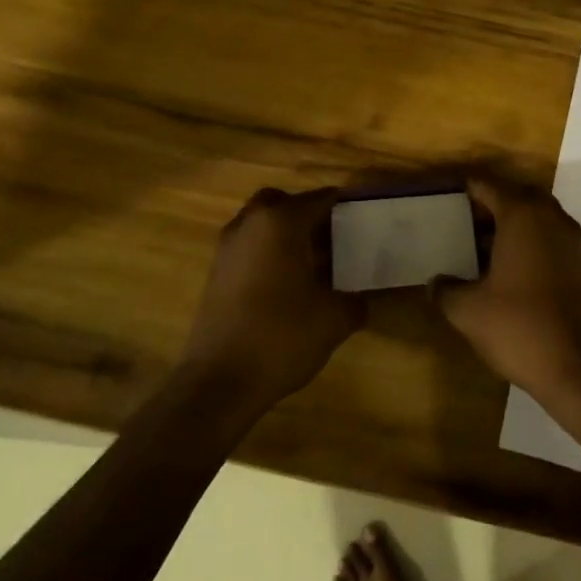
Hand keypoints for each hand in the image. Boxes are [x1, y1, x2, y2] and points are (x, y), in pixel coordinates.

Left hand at [178, 187, 362, 415]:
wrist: (220, 381)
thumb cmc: (282, 337)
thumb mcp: (334, 320)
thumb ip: (354, 302)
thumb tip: (361, 300)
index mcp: (281, 222)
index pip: (320, 199)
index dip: (344, 207)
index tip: (364, 220)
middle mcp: (250, 224)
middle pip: (283, 203)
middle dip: (307, 215)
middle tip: (333, 238)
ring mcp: (228, 248)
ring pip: (262, 224)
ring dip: (285, 235)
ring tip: (315, 265)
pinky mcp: (216, 273)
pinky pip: (249, 247)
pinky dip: (268, 254)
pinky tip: (289, 286)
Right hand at [431, 175, 580, 405]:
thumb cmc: (521, 328)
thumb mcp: (469, 311)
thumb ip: (446, 290)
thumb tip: (434, 282)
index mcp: (522, 215)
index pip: (488, 185)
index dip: (465, 188)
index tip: (444, 196)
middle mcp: (551, 218)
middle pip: (516, 196)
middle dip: (489, 205)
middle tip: (461, 222)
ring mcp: (572, 241)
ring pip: (536, 218)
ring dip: (510, 226)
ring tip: (479, 249)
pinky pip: (549, 239)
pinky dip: (528, 244)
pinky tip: (507, 273)